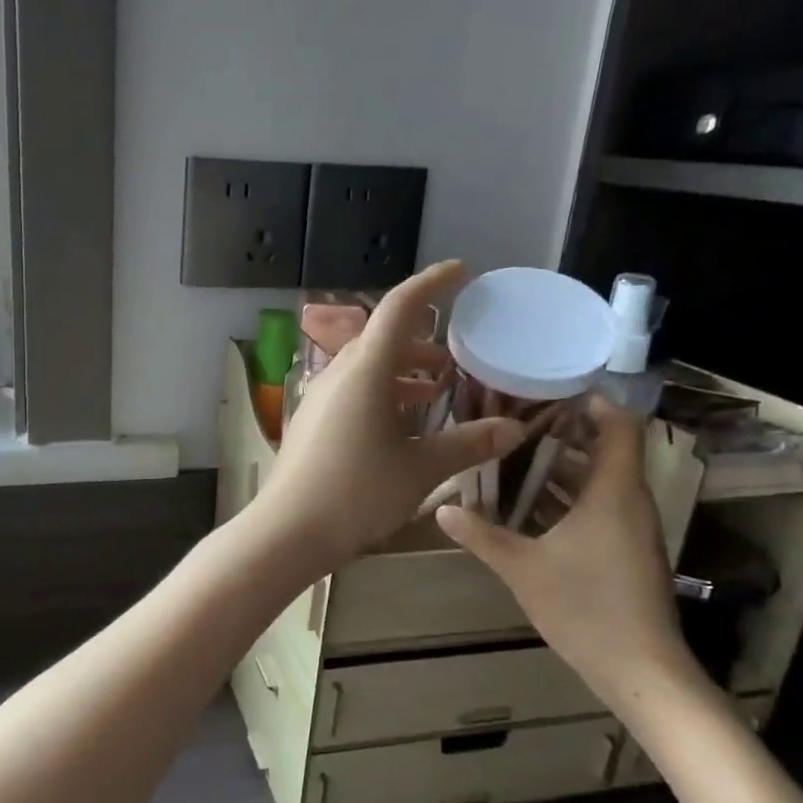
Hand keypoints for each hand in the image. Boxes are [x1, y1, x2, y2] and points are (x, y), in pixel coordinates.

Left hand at [249, 261, 533, 574]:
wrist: (288, 530)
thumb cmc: (358, 492)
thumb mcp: (420, 468)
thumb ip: (467, 443)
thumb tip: (514, 428)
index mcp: (366, 369)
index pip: (400, 307)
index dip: (432, 283)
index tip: (461, 272)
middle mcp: (339, 373)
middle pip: (383, 337)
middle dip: (423, 339)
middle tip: (458, 354)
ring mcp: (321, 397)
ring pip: (368, 367)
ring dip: (403, 370)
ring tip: (439, 389)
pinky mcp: (313, 421)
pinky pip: (353, 390)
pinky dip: (383, 392)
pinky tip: (403, 422)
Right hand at [436, 399, 715, 727]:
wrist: (641, 671)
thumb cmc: (585, 608)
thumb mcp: (522, 568)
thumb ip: (481, 535)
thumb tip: (442, 509)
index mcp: (613, 493)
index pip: (619, 427)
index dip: (592, 403)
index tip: (549, 391)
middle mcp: (629, 502)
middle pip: (604, 451)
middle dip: (562, 434)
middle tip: (512, 422)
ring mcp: (632, 529)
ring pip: (599, 482)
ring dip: (561, 469)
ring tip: (511, 458)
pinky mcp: (627, 552)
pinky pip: (599, 508)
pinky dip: (568, 498)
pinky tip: (528, 508)